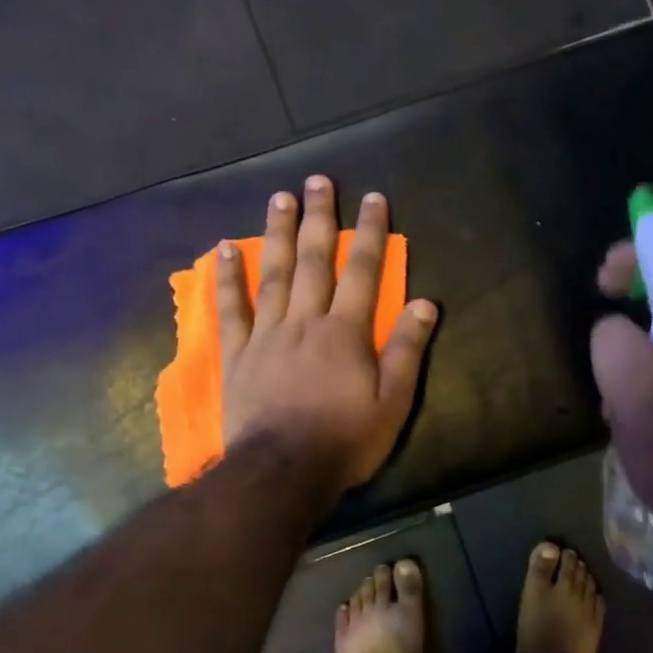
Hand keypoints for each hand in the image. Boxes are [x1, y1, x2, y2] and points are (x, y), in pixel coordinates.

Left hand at [219, 176, 438, 496]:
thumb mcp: (392, 402)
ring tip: (279, 197)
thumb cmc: (345, 440)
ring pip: (274, 274)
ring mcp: (267, 335)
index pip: (363, 272)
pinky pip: (232, 309)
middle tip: (319, 180)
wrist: (282, 472)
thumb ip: (407, 350)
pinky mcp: (238, 355)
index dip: (370, 233)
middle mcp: (306, 321)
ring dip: (278, 234)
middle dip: (320, 218)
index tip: (373, 198)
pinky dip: (228, 279)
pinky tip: (225, 249)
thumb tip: (427, 303)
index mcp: (346, 332)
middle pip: (314, 261)